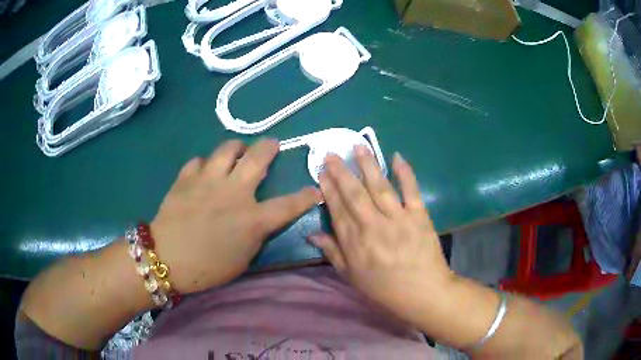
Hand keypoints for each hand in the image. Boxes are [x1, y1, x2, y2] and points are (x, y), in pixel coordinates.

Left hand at [151, 139, 320, 293]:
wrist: (166, 259)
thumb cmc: (207, 267)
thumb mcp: (242, 259)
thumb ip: (255, 235)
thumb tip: (259, 218)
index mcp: (251, 219)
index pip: (288, 205)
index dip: (306, 196)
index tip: (316, 190)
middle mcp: (234, 192)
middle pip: (258, 157)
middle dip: (270, 147)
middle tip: (271, 145)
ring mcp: (208, 180)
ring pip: (228, 148)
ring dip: (237, 148)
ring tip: (236, 153)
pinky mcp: (186, 177)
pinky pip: (199, 161)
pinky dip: (204, 165)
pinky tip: (203, 173)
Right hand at [309, 146, 452, 318]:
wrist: (422, 292)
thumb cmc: (384, 288)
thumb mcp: (352, 276)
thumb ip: (332, 253)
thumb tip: (311, 235)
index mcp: (355, 243)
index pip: (338, 210)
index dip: (328, 189)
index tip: (321, 172)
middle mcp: (373, 226)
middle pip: (354, 194)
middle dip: (341, 171)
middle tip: (332, 153)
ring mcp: (398, 219)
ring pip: (379, 187)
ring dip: (368, 165)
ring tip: (358, 146)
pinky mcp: (419, 216)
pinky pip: (411, 190)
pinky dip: (405, 173)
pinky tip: (397, 156)